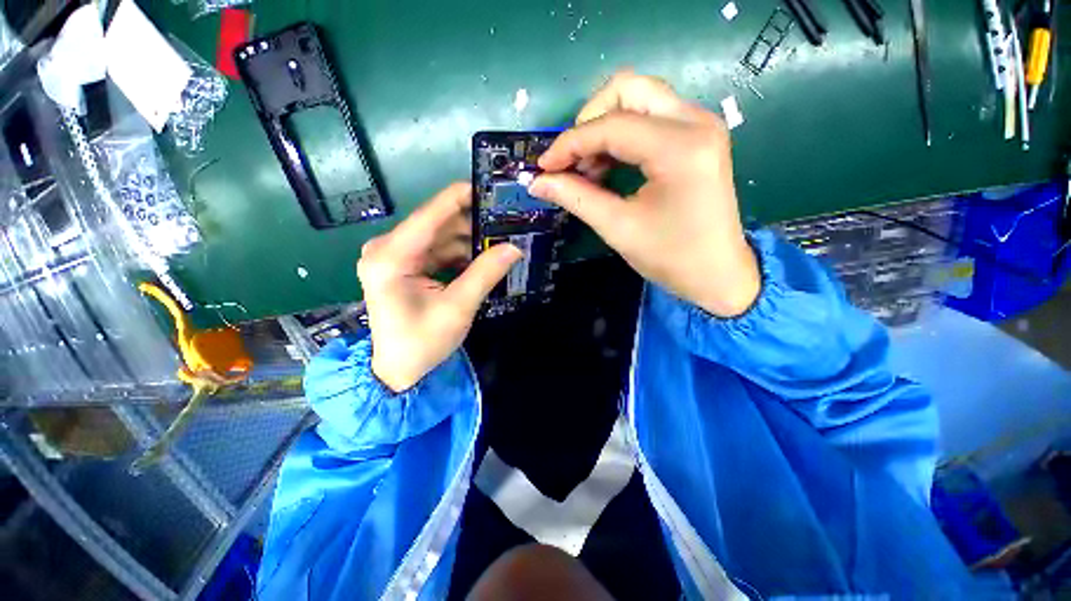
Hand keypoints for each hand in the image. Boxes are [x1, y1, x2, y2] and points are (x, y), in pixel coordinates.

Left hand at [358, 182, 521, 391]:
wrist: (398, 370)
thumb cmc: (422, 342)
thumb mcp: (458, 308)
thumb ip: (485, 273)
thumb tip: (515, 247)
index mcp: (391, 256)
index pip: (430, 214)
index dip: (461, 197)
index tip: (491, 187)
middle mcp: (387, 248)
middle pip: (436, 224)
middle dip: (472, 223)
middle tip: (506, 221)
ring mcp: (395, 256)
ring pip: (440, 237)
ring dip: (469, 240)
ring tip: (500, 240)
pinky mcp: (404, 266)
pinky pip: (437, 251)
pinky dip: (460, 254)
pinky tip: (482, 258)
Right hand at [529, 72, 759, 317]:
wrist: (718, 273)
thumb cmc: (671, 257)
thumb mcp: (617, 228)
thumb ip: (575, 198)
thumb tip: (537, 182)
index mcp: (679, 148)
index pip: (611, 125)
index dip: (570, 144)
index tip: (544, 167)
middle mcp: (695, 122)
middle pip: (628, 89)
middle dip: (589, 121)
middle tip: (572, 161)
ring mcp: (700, 125)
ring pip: (639, 98)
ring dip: (604, 127)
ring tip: (588, 169)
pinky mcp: (697, 136)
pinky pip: (651, 116)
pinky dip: (622, 134)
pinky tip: (608, 165)